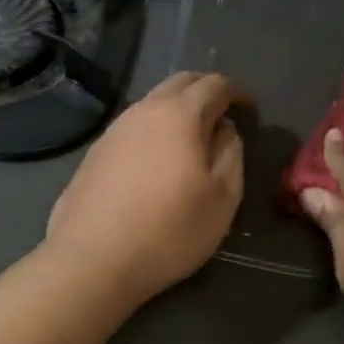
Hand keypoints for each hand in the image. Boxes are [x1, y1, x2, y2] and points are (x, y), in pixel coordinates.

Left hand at [45, 71, 244, 302]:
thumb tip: (223, 130)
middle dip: (207, 90)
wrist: (92, 261)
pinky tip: (156, 160)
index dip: (238, 93)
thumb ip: (231, 153)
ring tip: (192, 138)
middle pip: (181, 82)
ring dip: (177, 109)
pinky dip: (153, 129)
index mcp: (180, 114)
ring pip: (153, 102)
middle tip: (224, 115)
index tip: (251, 113)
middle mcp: (144, 110)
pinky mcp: (94, 152)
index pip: (215, 84)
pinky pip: (133, 126)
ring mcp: (114, 129)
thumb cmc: (169, 230)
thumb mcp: (223, 197)